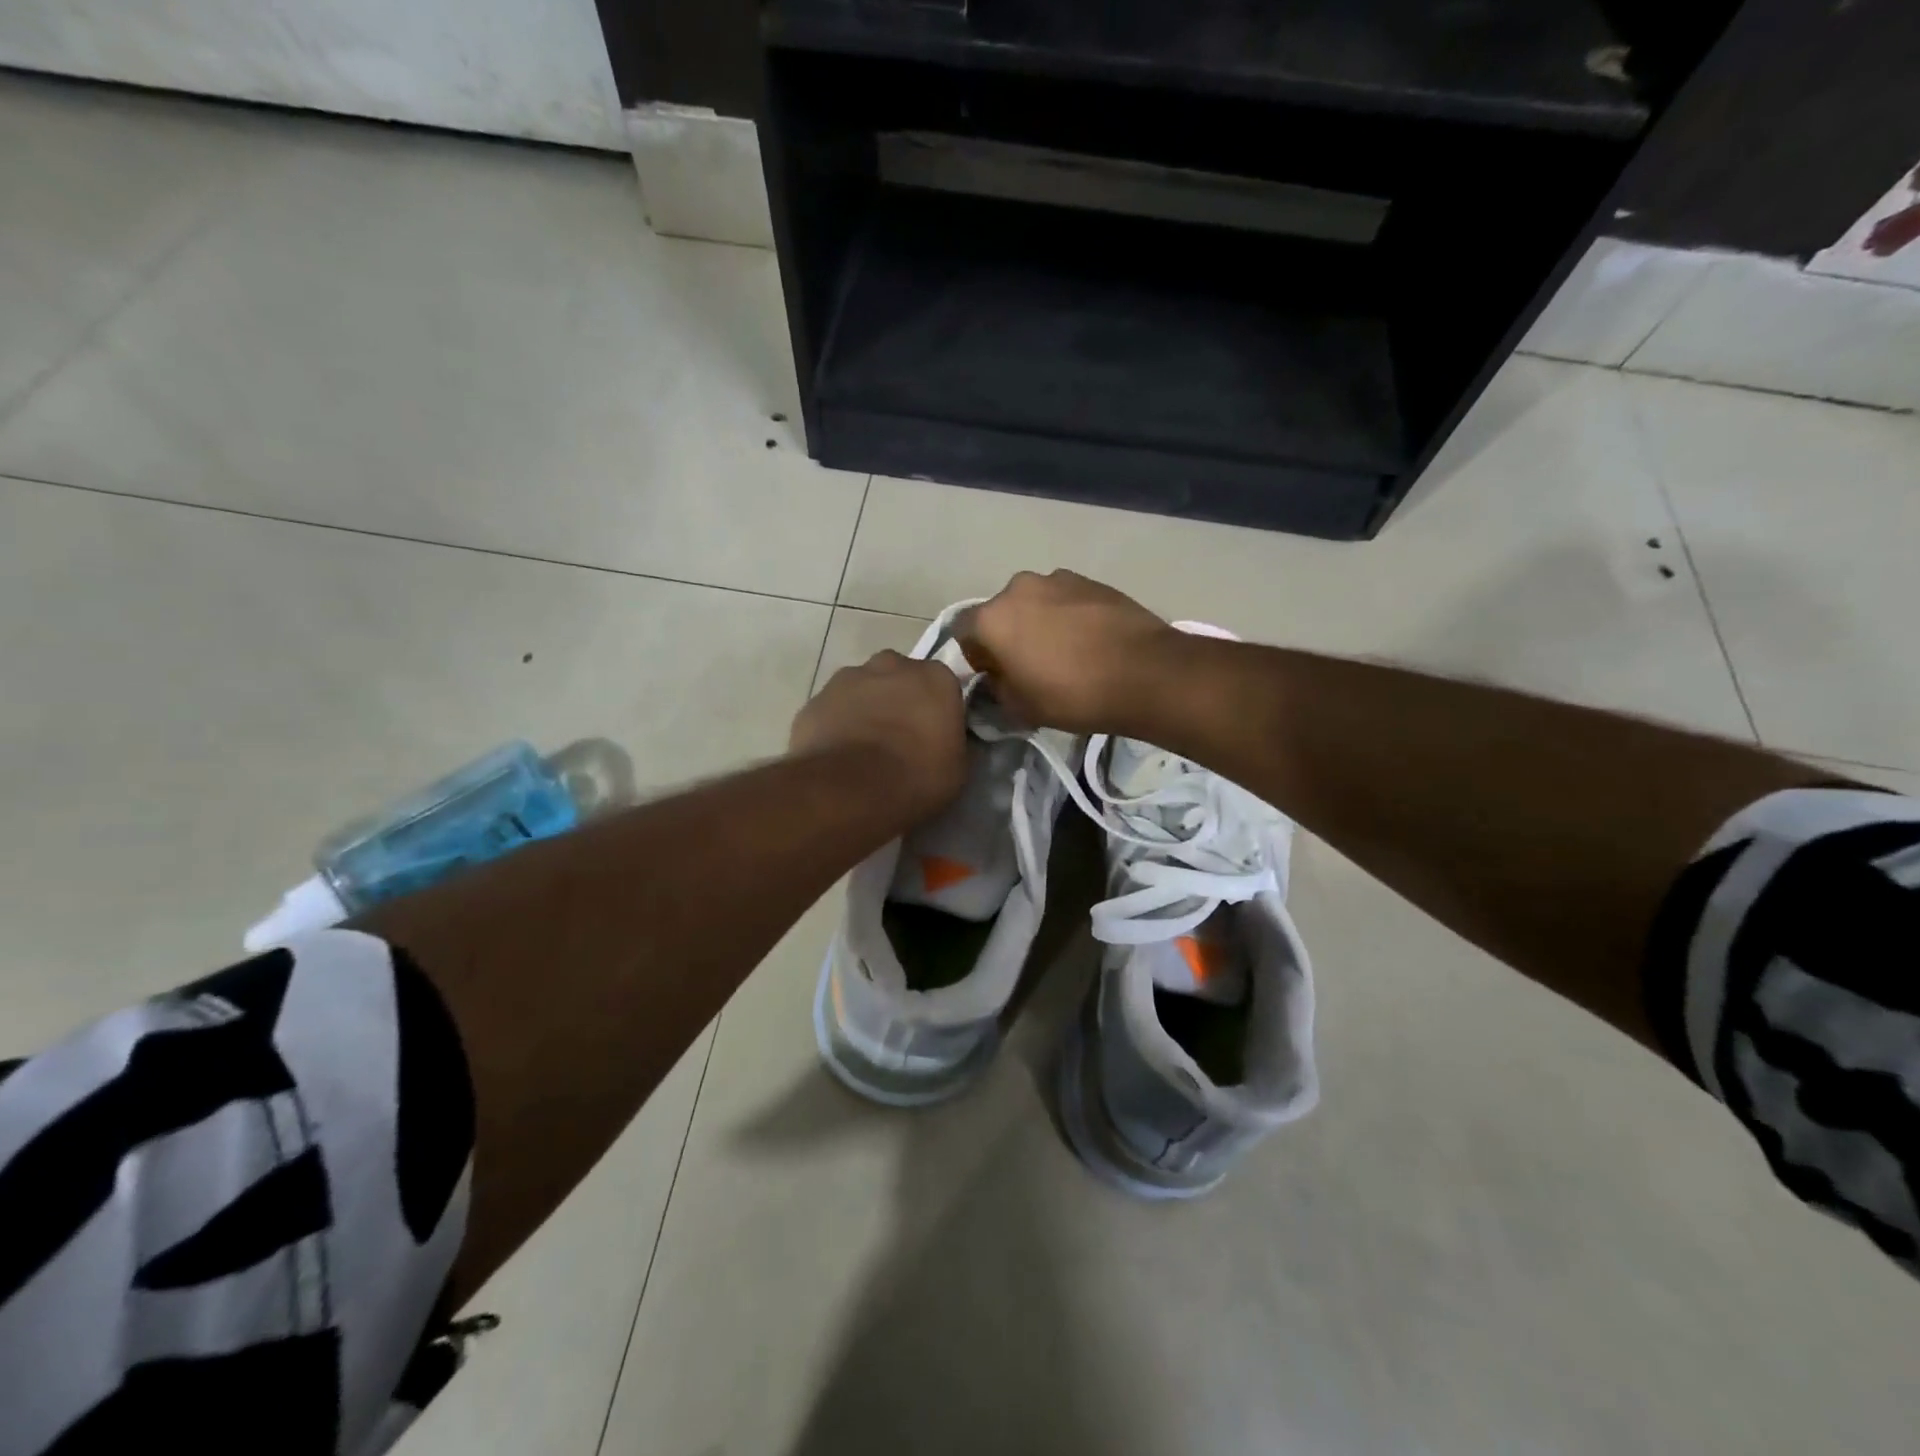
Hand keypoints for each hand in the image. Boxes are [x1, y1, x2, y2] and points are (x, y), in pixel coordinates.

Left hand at [790, 650, 967, 819]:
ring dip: (865, 709)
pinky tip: (837, 754)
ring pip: (862, 688)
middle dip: (899, 699)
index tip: (934, 734)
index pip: (942, 685)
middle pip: (899, 677)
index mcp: (936, 677)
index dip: (937, 709)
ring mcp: (848, 678)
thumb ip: (953, 741)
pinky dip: (836, 724)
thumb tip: (947, 739)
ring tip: (863, 748)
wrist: (850, 790)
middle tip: (898, 737)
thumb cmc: (916, 778)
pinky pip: (832, 709)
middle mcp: (892, 665)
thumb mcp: (957, 768)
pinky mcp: (815, 699)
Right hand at [955, 570, 1178, 733]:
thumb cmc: (1072, 694)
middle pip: (1001, 613)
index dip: (976, 657)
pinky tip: (1089, 642)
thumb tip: (998, 677)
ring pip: (1035, 603)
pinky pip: (1066, 600)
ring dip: (1040, 623)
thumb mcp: (1021, 708)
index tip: (996, 677)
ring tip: (1065, 653)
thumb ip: (997, 688)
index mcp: (992, 618)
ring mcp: (1058, 579)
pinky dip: (1069, 616)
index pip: (963, 632)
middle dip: (1009, 636)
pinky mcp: (1092, 581)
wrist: (1145, 673)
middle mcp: (1019, 588)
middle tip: (1030, 666)